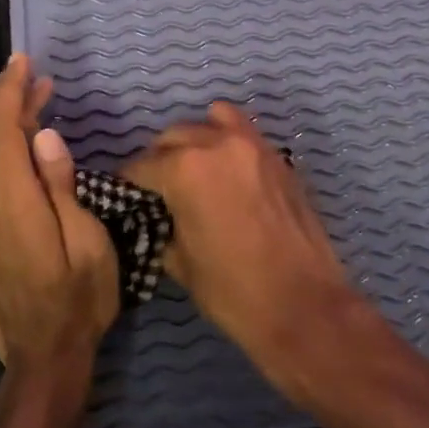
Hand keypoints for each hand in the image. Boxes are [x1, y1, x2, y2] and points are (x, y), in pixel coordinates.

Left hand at [0, 55, 118, 379]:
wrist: (44, 355)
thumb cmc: (81, 300)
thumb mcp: (88, 246)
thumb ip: (62, 189)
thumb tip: (44, 136)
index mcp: (14, 209)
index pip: (0, 135)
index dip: (9, 94)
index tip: (24, 63)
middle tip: (28, 69)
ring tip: (32, 92)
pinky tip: (22, 135)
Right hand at [123, 103, 360, 382]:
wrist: (303, 305)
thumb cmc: (233, 291)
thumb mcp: (180, 264)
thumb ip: (163, 226)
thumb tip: (158, 217)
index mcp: (185, 169)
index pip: (141, 167)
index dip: (128, 184)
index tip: (124, 197)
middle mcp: (217, 144)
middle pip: (173, 137)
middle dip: (159, 159)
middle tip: (157, 189)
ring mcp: (253, 146)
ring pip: (211, 123)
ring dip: (195, 141)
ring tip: (193, 170)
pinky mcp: (279, 158)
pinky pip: (244, 133)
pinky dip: (228, 141)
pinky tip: (226, 170)